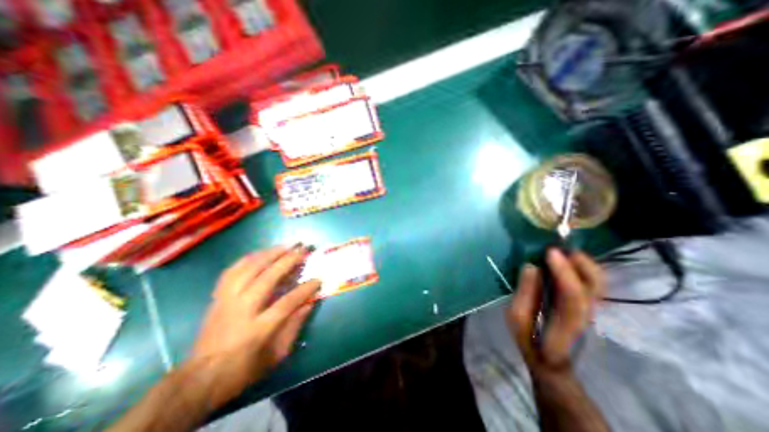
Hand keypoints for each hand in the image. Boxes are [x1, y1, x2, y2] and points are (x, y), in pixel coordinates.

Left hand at [190, 244, 319, 406]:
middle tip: (303, 250)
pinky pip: (232, 271)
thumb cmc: (244, 368)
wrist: (201, 377)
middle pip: (266, 278)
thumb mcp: (276, 355)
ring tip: (286, 246)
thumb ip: (295, 326)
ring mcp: (227, 301)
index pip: (287, 302)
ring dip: (269, 254)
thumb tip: (309, 303)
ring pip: (248, 269)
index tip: (318, 279)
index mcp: (257, 329)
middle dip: (288, 261)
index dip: (305, 289)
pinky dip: (248, 258)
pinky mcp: (218, 297)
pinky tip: (261, 253)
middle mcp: (241, 310)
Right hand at [506, 249, 606, 376]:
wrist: (552, 361)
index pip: (573, 297)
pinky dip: (584, 268)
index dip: (564, 273)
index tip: (550, 252)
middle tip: (560, 246)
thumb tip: (531, 266)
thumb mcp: (517, 318)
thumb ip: (524, 294)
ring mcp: (591, 310)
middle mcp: (586, 316)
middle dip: (581, 263)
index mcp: (565, 324)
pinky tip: (569, 260)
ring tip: (565, 250)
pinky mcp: (588, 305)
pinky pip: (593, 283)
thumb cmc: (530, 340)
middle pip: (596, 288)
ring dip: (585, 263)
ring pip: (599, 284)